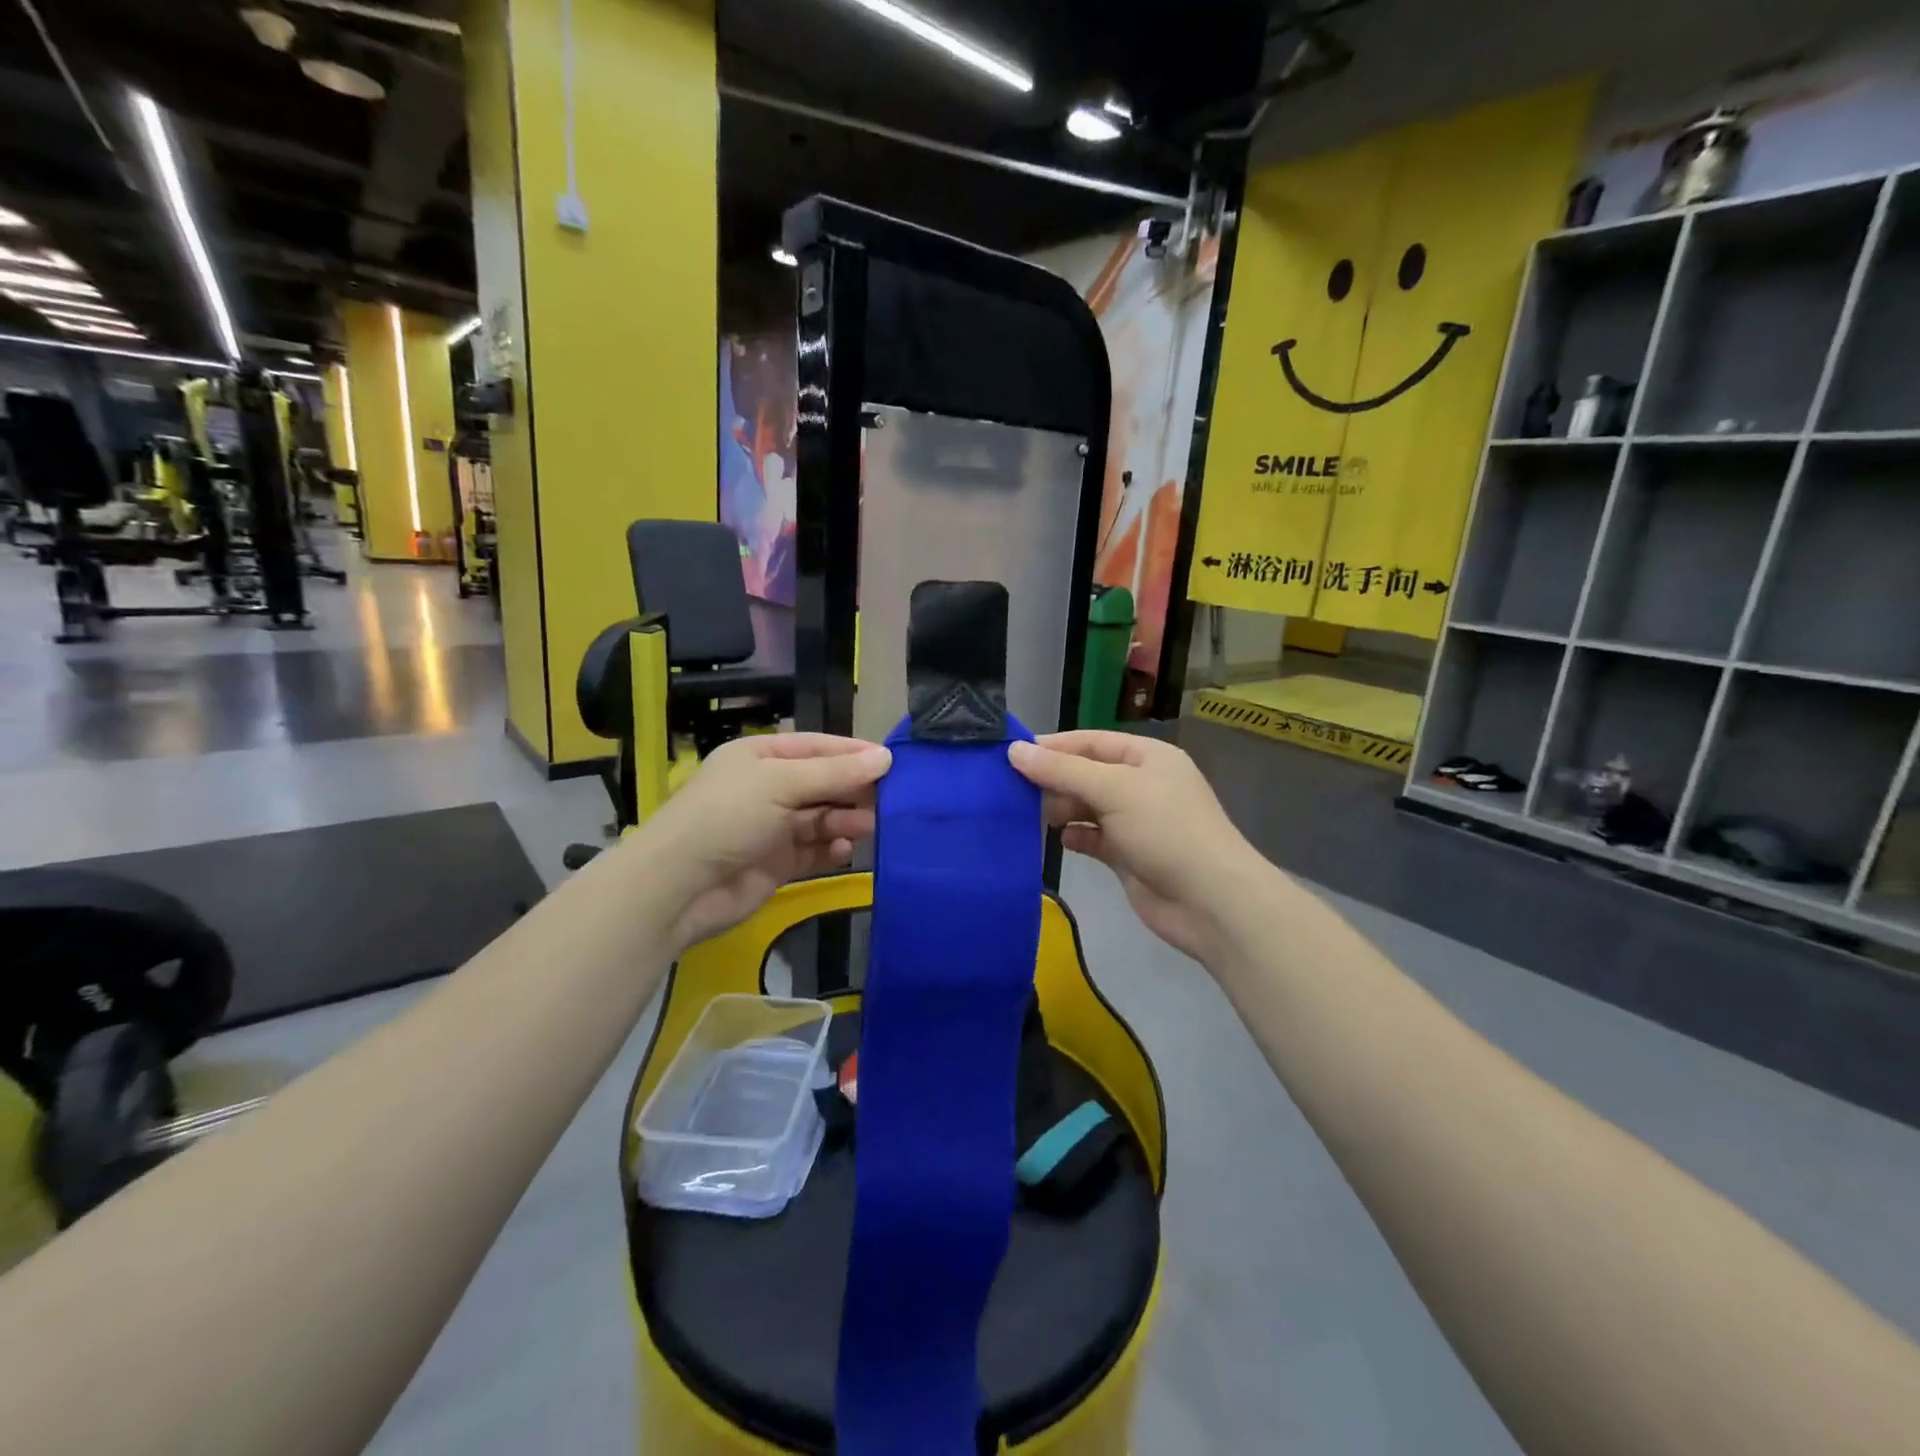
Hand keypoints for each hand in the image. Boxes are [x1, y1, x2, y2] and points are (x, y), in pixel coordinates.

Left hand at [631, 733, 890, 952]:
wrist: (679, 886)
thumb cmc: (728, 817)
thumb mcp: (781, 784)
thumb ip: (835, 773)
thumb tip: (885, 757)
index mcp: (761, 756)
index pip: (817, 747)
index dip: (853, 752)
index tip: (892, 761)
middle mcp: (768, 788)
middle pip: (823, 783)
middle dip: (853, 790)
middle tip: (889, 799)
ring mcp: (772, 827)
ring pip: (822, 818)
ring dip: (845, 820)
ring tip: (867, 826)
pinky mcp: (777, 863)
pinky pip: (814, 851)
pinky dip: (831, 849)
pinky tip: (845, 850)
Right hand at [1009, 731, 1259, 962]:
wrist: (1209, 901)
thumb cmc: (1165, 830)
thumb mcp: (1113, 789)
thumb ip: (1062, 770)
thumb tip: (1014, 751)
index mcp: (1147, 756)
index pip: (1091, 741)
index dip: (1053, 746)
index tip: (1011, 755)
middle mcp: (1141, 784)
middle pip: (1086, 773)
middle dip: (1053, 780)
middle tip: (1012, 790)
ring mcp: (1135, 821)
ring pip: (1086, 806)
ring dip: (1061, 809)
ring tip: (1031, 816)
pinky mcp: (1128, 855)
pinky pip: (1093, 837)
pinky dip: (1075, 836)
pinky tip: (1060, 840)